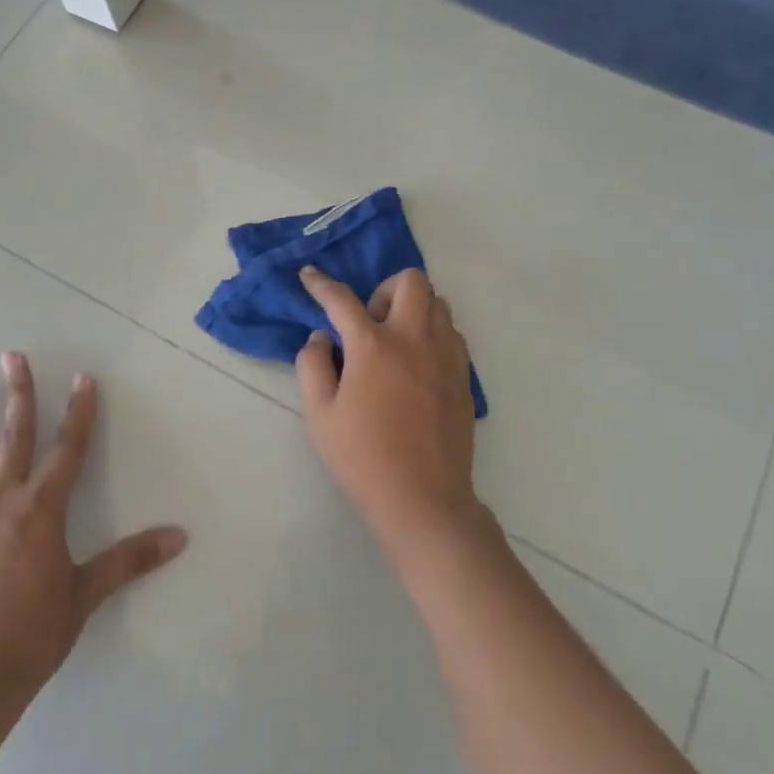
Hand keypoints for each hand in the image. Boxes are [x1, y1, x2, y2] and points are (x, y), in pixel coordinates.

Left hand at [0, 353, 186, 721]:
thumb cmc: (32, 634)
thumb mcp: (85, 595)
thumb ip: (129, 560)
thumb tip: (178, 537)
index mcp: (42, 508)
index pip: (69, 448)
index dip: (80, 412)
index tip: (84, 378)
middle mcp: (4, 502)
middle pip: (15, 437)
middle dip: (18, 395)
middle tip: (12, 357)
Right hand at [295, 267, 483, 562]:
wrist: (423, 499)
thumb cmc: (363, 458)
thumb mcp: (319, 415)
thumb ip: (313, 366)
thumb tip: (321, 338)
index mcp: (373, 346)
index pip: (342, 300)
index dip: (321, 284)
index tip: (309, 275)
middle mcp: (414, 339)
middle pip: (411, 281)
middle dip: (385, 288)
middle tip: (370, 321)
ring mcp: (445, 356)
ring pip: (438, 303)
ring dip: (413, 309)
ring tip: (395, 342)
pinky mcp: (463, 376)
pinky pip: (452, 333)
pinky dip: (433, 333)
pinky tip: (417, 364)